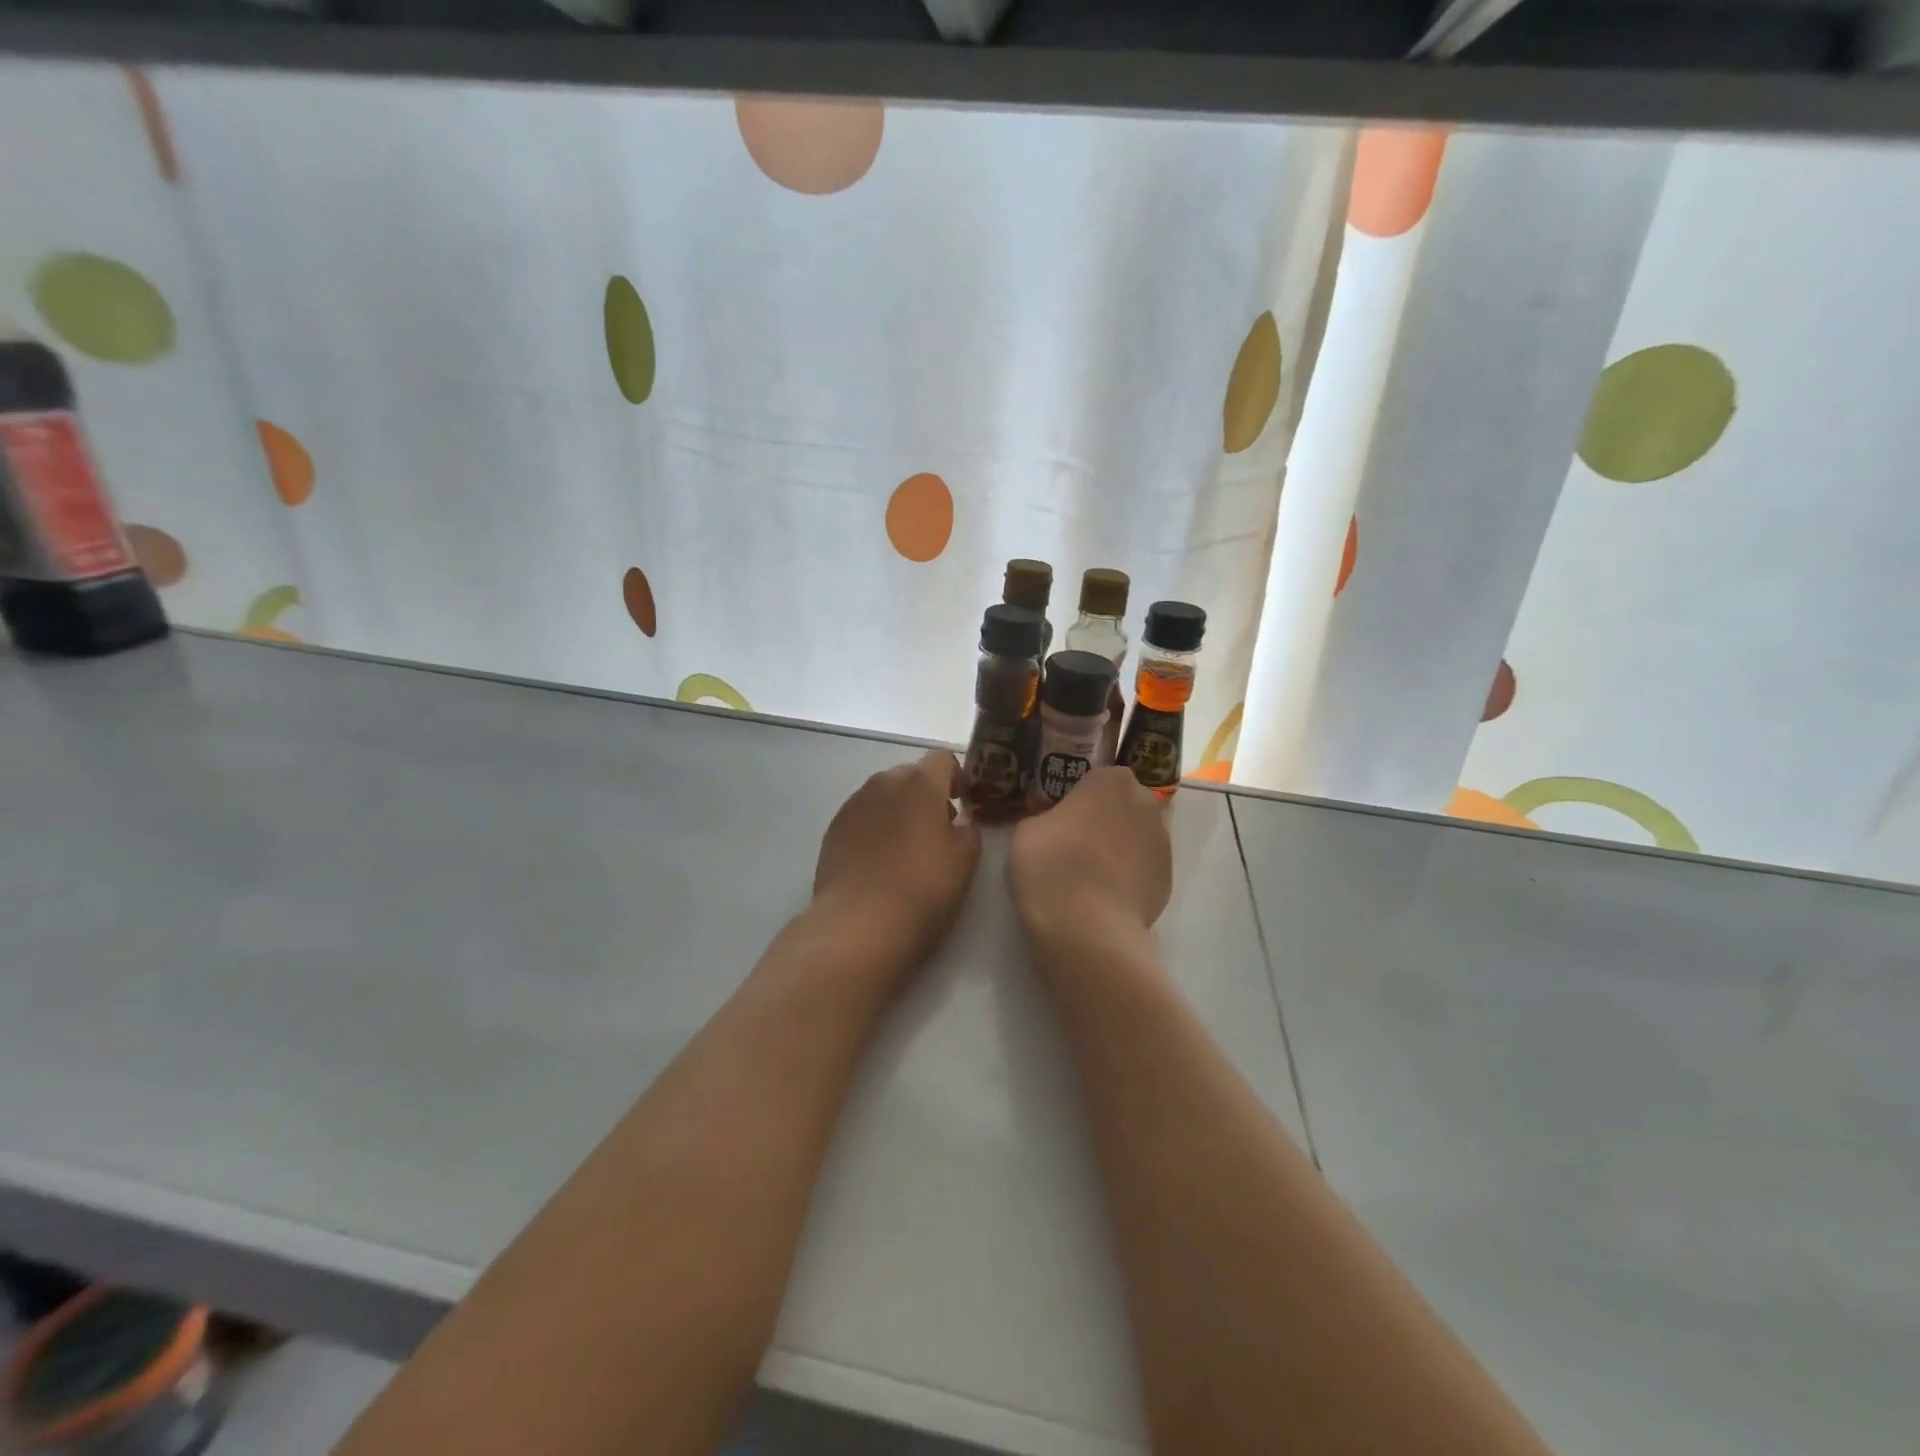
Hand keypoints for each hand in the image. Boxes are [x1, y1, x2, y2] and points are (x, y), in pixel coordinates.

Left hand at [812, 749, 981, 967]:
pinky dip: (874, 829)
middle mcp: (883, 783)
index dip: (956, 778)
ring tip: (905, 851)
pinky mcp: (833, 829)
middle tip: (936, 833)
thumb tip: (959, 819)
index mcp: (920, 783)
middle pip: (911, 775)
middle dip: (926, 795)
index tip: (962, 807)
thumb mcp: (966, 860)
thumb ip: (969, 828)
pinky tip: (879, 864)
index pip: (942, 758)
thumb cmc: (923, 889)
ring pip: (884, 795)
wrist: (859, 926)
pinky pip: (862, 816)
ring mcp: (853, 804)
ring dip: (898, 811)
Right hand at [1008, 767, 1170, 949]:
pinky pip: (1143, 870)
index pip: (1097, 779)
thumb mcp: (1026, 830)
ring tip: (1089, 877)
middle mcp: (1146, 803)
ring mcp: (1163, 843)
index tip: (1061, 819)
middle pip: (1123, 806)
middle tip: (1075, 845)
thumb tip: (1056, 826)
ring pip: (1136, 838)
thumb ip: (1048, 817)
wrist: (1086, 928)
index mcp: (1112, 780)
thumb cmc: (1051, 865)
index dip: (1079, 799)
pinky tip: (1104, 898)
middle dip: (1105, 820)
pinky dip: (1128, 878)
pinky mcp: (1169, 881)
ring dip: (1118, 849)